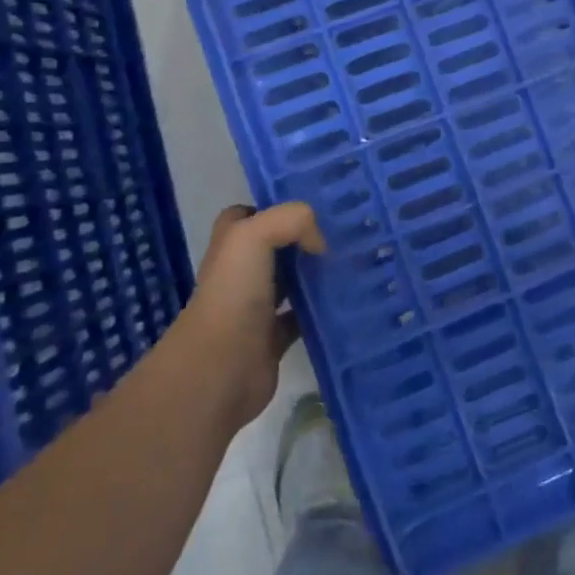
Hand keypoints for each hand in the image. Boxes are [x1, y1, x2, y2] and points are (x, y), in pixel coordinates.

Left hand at [184, 202, 324, 423]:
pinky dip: (322, 311)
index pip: (246, 216)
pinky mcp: (274, 339)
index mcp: (231, 247)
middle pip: (275, 247)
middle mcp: (241, 274)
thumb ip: (292, 220)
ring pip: (292, 281)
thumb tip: (320, 244)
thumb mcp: (254, 236)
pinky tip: (346, 300)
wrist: (221, 369)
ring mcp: (257, 308)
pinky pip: (304, 318)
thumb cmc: (233, 295)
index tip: (312, 206)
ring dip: (317, 273)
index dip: (273, 207)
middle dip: (305, 238)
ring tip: (354, 260)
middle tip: (344, 231)